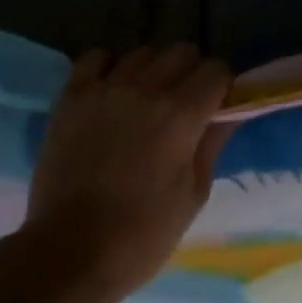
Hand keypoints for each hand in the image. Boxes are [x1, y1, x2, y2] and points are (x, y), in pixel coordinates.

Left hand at [22, 44, 234, 297]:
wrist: (71, 251)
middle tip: (184, 104)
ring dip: (152, 70)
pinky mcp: (71, 96)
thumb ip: (212, 143)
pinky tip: (111, 90)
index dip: (221, 87)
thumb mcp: (193, 194)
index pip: (216, 70)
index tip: (216, 107)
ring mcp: (104, 88)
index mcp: (181, 114)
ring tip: (145, 100)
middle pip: (181, 52)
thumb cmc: (143, 234)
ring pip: (142, 52)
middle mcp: (145, 89)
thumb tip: (230, 112)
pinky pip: (96, 57)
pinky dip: (109, 66)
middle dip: (191, 72)